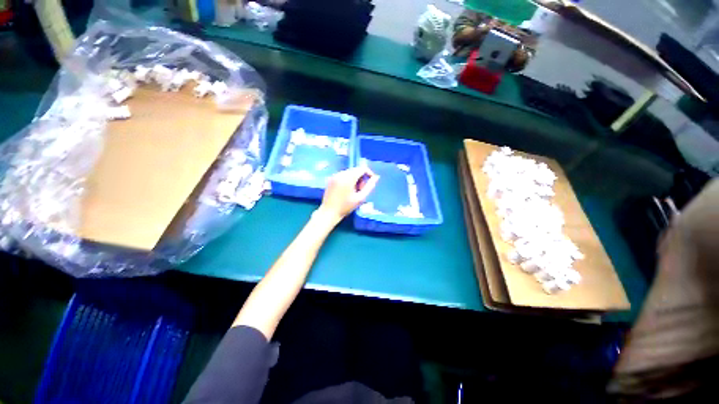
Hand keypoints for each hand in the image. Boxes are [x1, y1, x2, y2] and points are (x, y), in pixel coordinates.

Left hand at [317, 167, 378, 221]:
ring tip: (354, 191)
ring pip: (349, 172)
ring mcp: (334, 175)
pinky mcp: (331, 179)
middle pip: (355, 170)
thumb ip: (369, 186)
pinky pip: (343, 175)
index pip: (362, 169)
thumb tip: (376, 177)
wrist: (329, 212)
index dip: (369, 173)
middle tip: (361, 190)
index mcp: (348, 178)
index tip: (371, 182)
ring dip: (355, 179)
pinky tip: (346, 190)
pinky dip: (348, 179)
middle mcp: (340, 174)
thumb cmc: (346, 207)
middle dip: (361, 177)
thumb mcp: (360, 198)